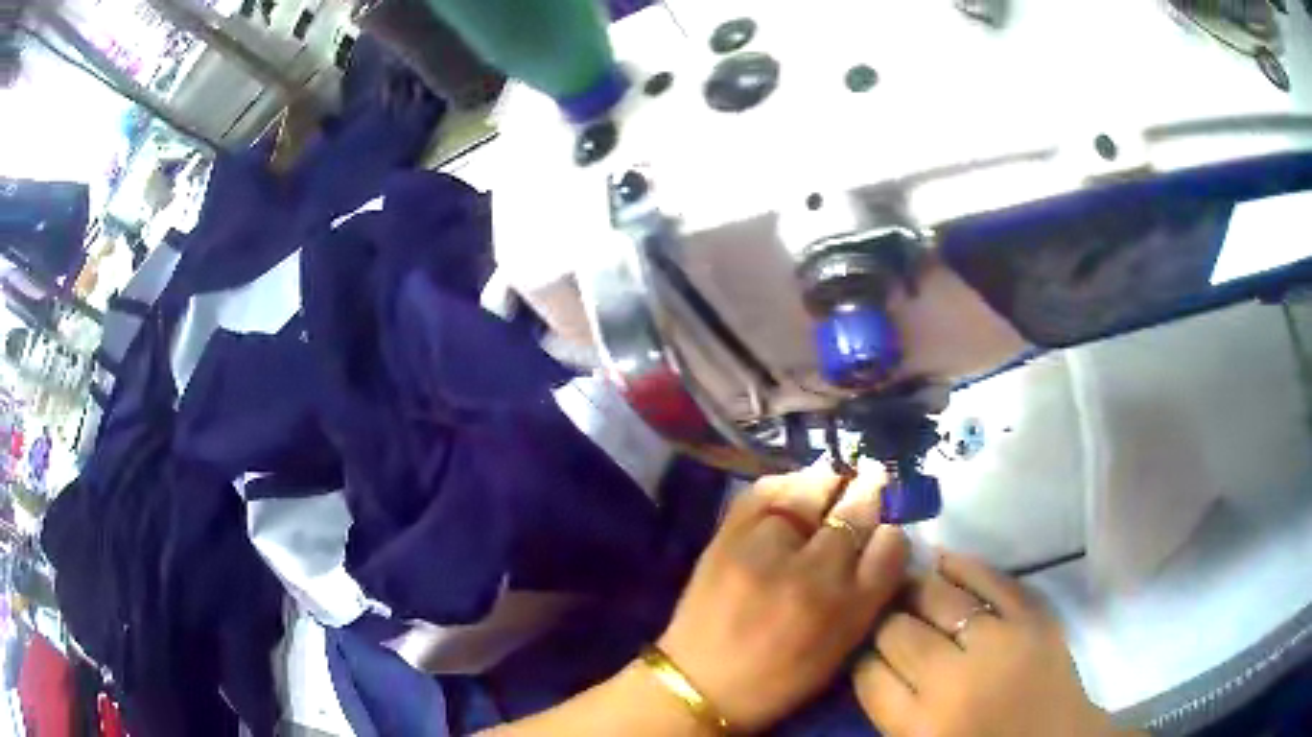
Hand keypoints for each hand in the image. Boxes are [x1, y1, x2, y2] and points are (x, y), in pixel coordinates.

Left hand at [657, 462, 910, 732]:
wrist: (699, 686)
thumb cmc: (778, 680)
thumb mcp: (838, 650)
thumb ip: (867, 598)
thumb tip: (880, 545)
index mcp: (848, 610)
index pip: (890, 549)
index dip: (892, 530)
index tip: (888, 523)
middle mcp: (814, 575)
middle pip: (854, 514)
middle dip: (869, 490)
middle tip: (873, 475)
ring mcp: (768, 553)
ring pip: (811, 493)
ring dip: (829, 480)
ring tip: (835, 475)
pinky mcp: (728, 540)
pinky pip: (764, 493)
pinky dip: (784, 483)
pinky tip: (793, 485)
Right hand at [854, 551, 1128, 736]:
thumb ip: (893, 709)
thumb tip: (871, 660)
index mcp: (919, 727)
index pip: (868, 673)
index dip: (861, 655)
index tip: (864, 649)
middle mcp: (953, 682)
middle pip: (895, 632)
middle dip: (884, 622)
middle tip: (886, 619)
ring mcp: (998, 643)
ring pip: (936, 598)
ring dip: (915, 590)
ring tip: (907, 586)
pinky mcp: (1033, 617)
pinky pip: (991, 579)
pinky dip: (963, 566)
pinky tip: (944, 561)